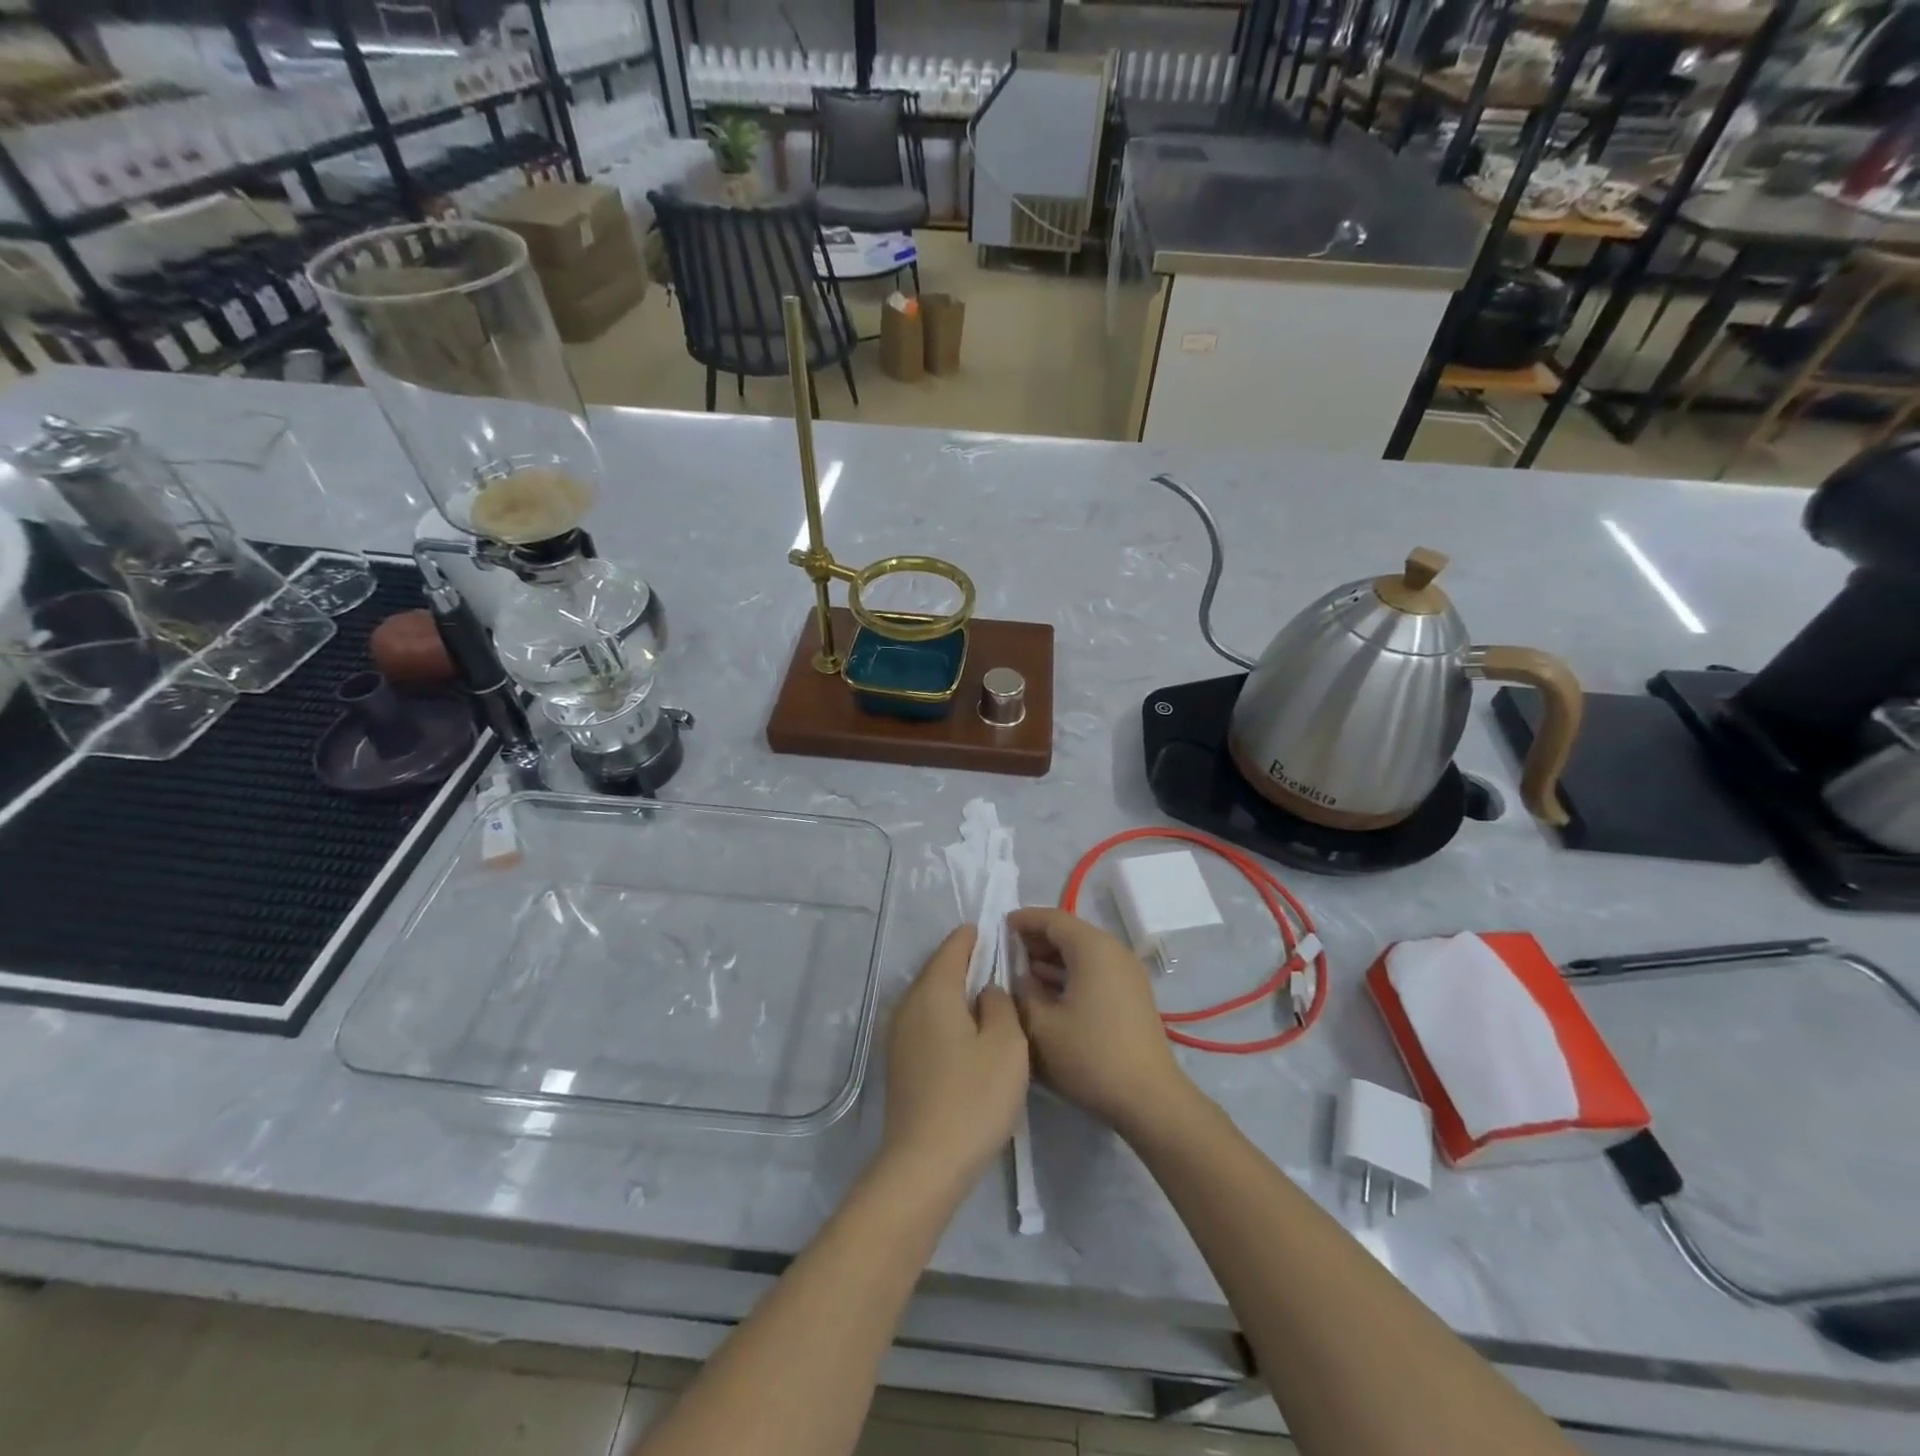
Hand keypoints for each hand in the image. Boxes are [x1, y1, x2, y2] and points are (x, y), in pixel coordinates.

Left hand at [879, 927, 1029, 1191]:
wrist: (924, 1165)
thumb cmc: (972, 1099)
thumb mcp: (1006, 1045)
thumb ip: (1001, 1004)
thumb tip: (986, 990)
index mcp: (933, 991)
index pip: (953, 947)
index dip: (975, 936)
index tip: (997, 931)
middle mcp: (909, 1004)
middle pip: (937, 969)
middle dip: (965, 961)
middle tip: (998, 962)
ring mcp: (898, 1034)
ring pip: (930, 996)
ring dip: (955, 990)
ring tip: (987, 996)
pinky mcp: (899, 1061)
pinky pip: (925, 1020)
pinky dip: (946, 1014)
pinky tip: (966, 1032)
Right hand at [1009, 907, 1191, 1137]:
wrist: (1149, 1099)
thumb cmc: (1090, 1056)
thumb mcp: (1041, 1025)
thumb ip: (1022, 992)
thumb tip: (1019, 976)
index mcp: (1093, 948)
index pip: (1052, 918)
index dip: (1023, 920)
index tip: (998, 928)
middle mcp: (1114, 951)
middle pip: (1070, 932)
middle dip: (1036, 939)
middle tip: (1006, 953)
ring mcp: (1127, 973)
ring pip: (1083, 952)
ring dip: (1053, 958)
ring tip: (1022, 974)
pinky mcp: (1132, 994)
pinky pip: (1095, 969)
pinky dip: (1070, 973)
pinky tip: (1049, 993)